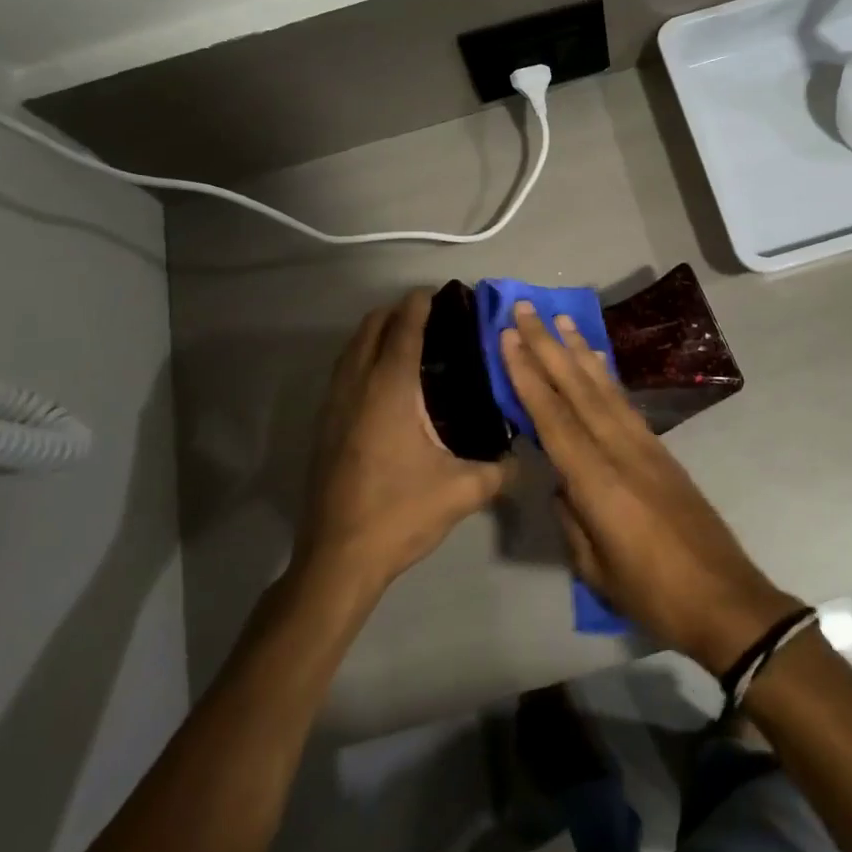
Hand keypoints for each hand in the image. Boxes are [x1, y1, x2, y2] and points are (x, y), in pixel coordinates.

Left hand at [298, 289, 514, 597]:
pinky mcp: (324, 426)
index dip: (419, 306)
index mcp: (390, 390)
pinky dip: (361, 357)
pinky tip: (383, 381)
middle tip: (429, 316)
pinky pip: (342, 372)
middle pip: (370, 328)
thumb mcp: (461, 492)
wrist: (337, 559)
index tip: (439, 293)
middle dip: (396, 313)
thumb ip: (500, 470)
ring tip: (406, 339)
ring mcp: (334, 406)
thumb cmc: (399, 514)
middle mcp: (357, 387)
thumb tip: (527, 459)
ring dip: (375, 333)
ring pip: (350, 349)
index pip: (403, 330)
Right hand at [500, 302, 801, 673]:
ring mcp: (645, 445)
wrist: (725, 599)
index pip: (553, 417)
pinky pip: (625, 402)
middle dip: (548, 346)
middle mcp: (620, 449)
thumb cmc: (653, 594)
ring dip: (579, 350)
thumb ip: (572, 518)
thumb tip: (561, 484)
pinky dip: (607, 375)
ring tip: (560, 319)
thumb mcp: (595, 567)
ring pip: (604, 387)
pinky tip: (596, 360)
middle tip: (526, 309)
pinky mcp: (661, 450)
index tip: (508, 338)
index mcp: (598, 481)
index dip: (528, 376)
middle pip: (577, 389)